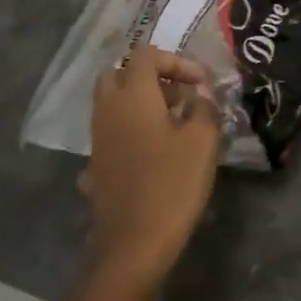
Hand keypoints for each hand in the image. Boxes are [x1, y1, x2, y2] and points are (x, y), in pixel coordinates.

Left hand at [85, 49, 219, 279]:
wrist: (133, 244)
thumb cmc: (172, 184)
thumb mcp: (202, 141)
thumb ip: (204, 107)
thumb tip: (200, 93)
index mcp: (132, 95)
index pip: (146, 55)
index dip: (177, 61)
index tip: (202, 84)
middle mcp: (108, 109)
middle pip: (121, 74)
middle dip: (152, 78)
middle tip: (180, 96)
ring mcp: (98, 139)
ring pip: (114, 103)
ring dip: (141, 104)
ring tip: (174, 125)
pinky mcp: (96, 165)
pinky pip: (112, 133)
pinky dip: (132, 131)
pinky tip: (154, 154)